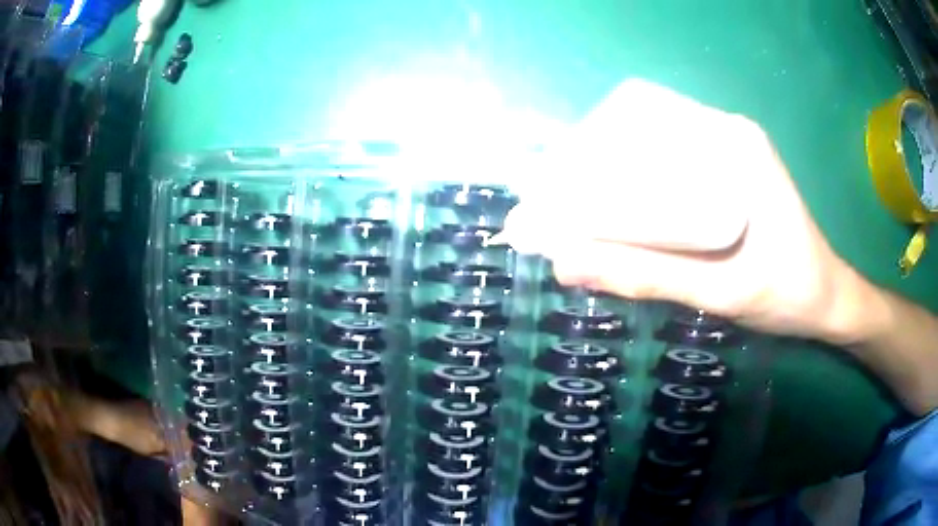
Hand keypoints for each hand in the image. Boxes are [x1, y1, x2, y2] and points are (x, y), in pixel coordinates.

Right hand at [497, 79, 860, 342]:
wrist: (828, 300)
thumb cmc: (788, 294)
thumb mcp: (720, 292)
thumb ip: (648, 278)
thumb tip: (566, 264)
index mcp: (733, 143)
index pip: (645, 117)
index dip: (593, 143)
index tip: (559, 182)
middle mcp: (727, 133)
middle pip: (645, 128)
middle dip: (597, 160)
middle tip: (562, 202)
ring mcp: (729, 149)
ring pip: (656, 146)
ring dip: (615, 172)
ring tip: (580, 208)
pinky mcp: (729, 170)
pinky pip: (673, 163)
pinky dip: (641, 183)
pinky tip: (622, 214)